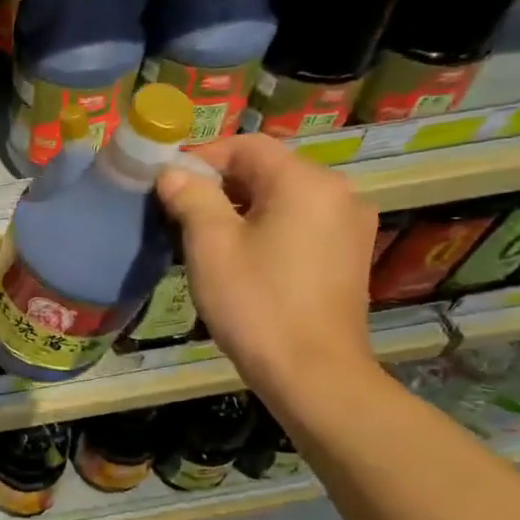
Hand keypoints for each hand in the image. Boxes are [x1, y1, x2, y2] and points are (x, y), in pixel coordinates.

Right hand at [154, 134, 379, 402]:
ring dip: (242, 207)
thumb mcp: (210, 245)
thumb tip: (172, 173)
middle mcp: (338, 192)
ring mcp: (351, 224)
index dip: (202, 158)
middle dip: (220, 185)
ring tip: (207, 239)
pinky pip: (301, 221)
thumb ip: (190, 197)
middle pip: (267, 169)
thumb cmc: (257, 303)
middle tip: (180, 214)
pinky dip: (269, 226)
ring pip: (284, 197)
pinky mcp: (350, 254)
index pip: (246, 146)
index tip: (168, 186)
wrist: (313, 374)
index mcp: (305, 181)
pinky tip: (245, 258)